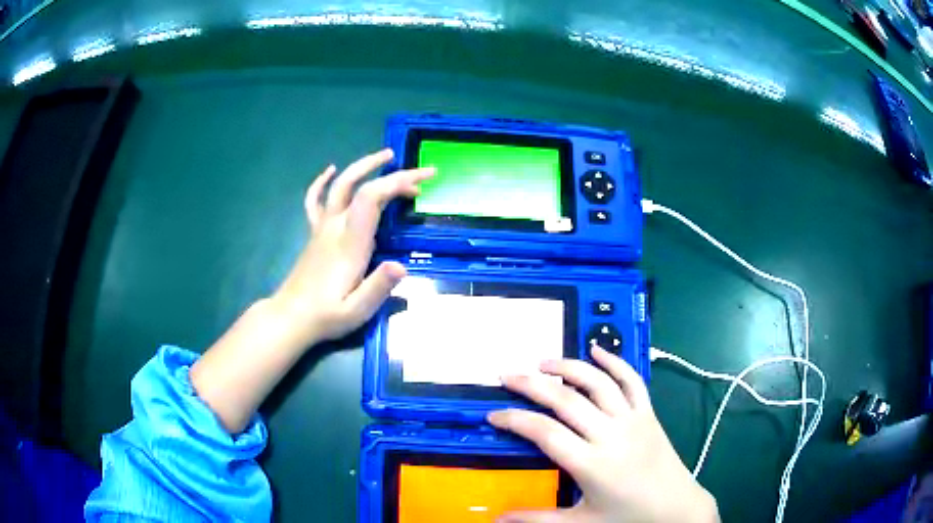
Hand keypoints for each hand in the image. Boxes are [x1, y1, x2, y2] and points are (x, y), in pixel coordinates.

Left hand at [272, 148, 433, 343]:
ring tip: (386, 156)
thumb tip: (402, 266)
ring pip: (339, 186)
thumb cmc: (327, 315)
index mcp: (349, 242)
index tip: (422, 183)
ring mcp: (322, 227)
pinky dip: (322, 182)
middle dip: (386, 170)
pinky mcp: (314, 233)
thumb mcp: (357, 310)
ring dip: (362, 166)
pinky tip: (330, 170)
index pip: (371, 198)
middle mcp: (335, 226)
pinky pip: (315, 200)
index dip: (396, 183)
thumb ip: (379, 287)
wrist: (291, 317)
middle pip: (357, 184)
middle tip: (416, 169)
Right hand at [488, 346, 719, 522]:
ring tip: (543, 361)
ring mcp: (633, 420)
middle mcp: (611, 435)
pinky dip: (615, 361)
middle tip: (508, 375)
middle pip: (566, 399)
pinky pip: (633, 381)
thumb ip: (536, 519)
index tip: (494, 414)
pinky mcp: (649, 414)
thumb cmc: (627, 517)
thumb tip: (497, 519)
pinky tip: (598, 349)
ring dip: (569, 366)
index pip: (544, 432)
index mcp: (591, 464)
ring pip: (598, 382)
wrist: (676, 508)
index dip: (515, 419)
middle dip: (531, 384)